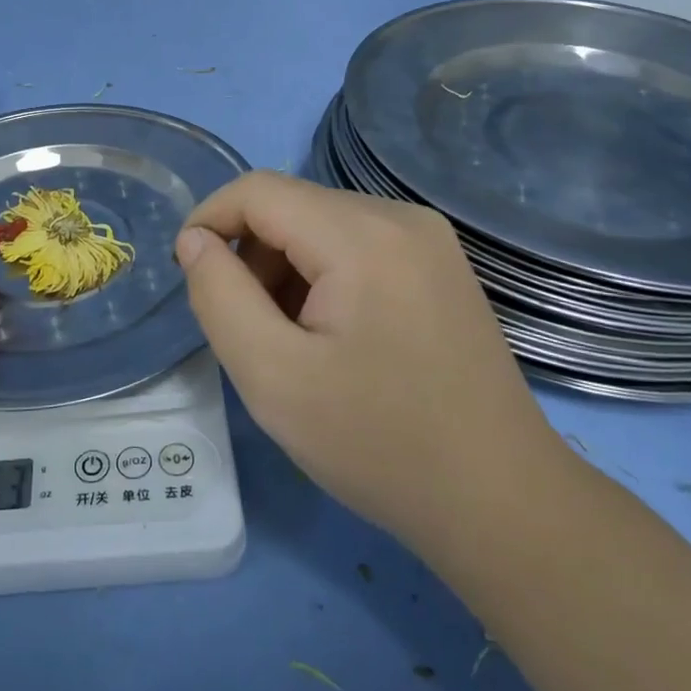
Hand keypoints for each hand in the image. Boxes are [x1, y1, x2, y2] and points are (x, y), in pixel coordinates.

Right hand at [175, 172, 559, 550]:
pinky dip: (323, 276)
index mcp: (362, 235)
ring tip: (291, 340)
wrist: (500, 501)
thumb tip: (196, 241)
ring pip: (322, 225)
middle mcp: (401, 217)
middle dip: (251, 255)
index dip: (209, 220)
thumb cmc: (378, 443)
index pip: (258, 190)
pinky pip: (358, 245)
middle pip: (292, 206)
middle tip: (247, 328)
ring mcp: (429, 239)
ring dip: (285, 268)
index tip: (190, 276)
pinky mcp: (440, 265)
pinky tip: (333, 336)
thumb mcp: (272, 376)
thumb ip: (219, 296)